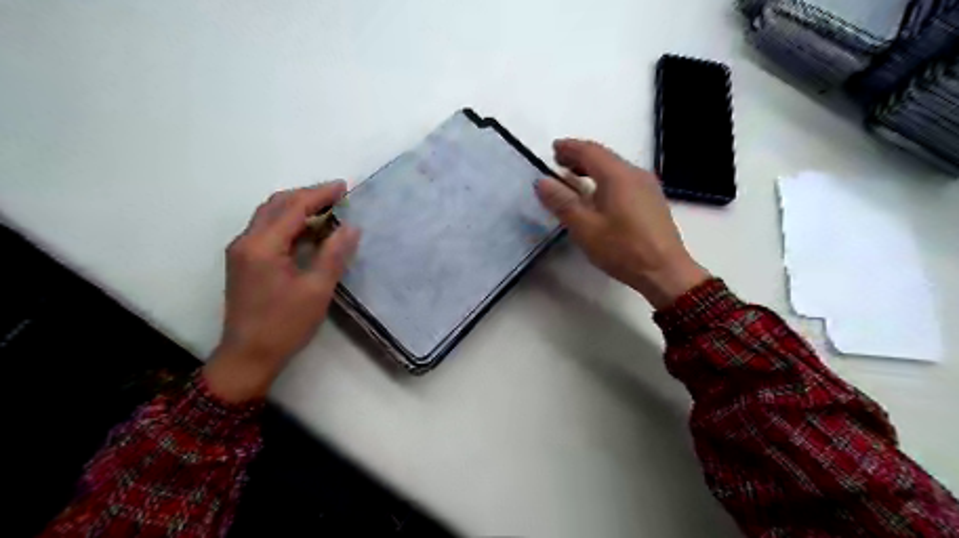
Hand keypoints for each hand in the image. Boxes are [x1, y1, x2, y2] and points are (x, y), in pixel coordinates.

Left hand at [205, 183, 361, 400]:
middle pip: (276, 205)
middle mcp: (247, 241)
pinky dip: (290, 224)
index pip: (292, 207)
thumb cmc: (284, 325)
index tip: (344, 187)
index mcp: (262, 246)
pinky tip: (309, 232)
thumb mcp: (316, 290)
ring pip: (270, 216)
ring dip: (297, 208)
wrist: (248, 356)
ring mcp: (242, 252)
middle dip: (307, 195)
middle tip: (337, 195)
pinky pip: (267, 231)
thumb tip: (351, 227)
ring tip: (327, 209)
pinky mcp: (245, 262)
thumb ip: (333, 254)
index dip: (319, 194)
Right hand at [536, 140, 705, 307]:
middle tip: (559, 163)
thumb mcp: (585, 228)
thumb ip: (562, 202)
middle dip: (580, 157)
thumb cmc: (622, 249)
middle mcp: (635, 174)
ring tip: (575, 178)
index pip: (589, 151)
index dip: (569, 148)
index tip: (553, 149)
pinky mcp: (652, 201)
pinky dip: (605, 180)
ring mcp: (647, 187)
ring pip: (615, 169)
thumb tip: (542, 181)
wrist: (665, 271)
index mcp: (618, 176)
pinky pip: (624, 180)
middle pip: (604, 157)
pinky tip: (599, 196)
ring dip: (592, 169)